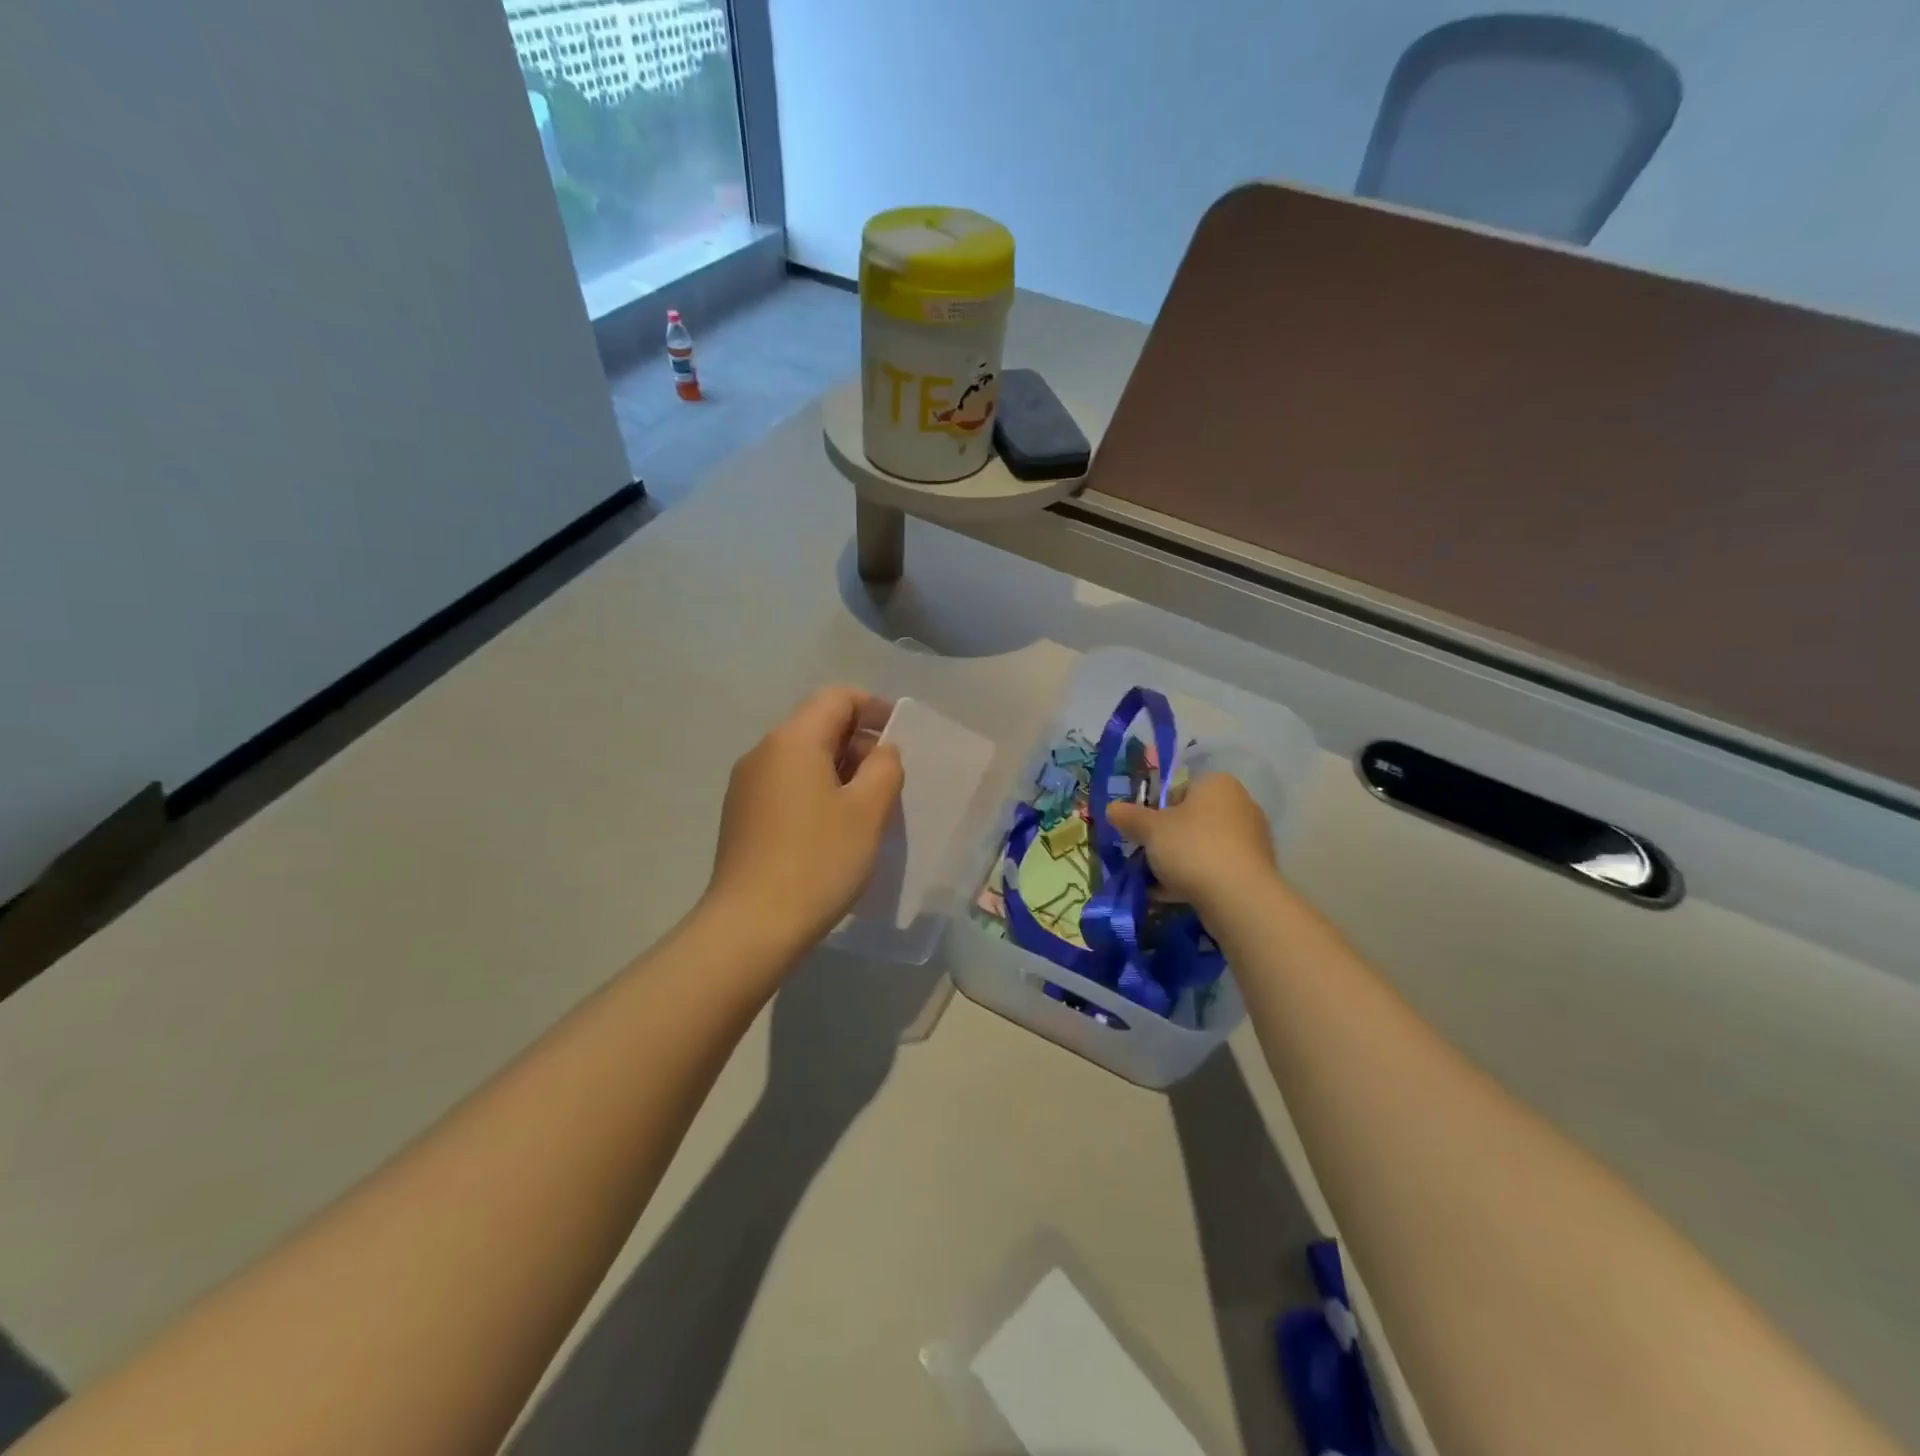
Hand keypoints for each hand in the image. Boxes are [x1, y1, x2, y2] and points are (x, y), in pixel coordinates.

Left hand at [704, 686, 903, 953]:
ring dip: (839, 770)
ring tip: (866, 808)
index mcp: (793, 739)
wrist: (751, 926)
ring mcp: (746, 785)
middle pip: (817, 725)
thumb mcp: (868, 810)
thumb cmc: (818, 860)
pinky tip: (833, 829)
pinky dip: (816, 791)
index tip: (900, 737)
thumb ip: (885, 767)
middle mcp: (763, 752)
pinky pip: (786, 785)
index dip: (873, 707)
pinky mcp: (740, 815)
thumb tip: (880, 751)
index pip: (837, 697)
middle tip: (889, 780)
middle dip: (858, 742)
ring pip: (802, 758)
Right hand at [1107, 772, 1277, 911]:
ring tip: (1155, 880)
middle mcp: (1240, 804)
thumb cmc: (1192, 848)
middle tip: (1146, 854)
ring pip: (1203, 845)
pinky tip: (1173, 895)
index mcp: (1217, 784)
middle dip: (1167, 836)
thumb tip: (1111, 808)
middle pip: (1192, 817)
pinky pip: (1216, 868)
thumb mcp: (1150, 829)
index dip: (1156, 807)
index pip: (1180, 786)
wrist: (1239, 898)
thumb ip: (1129, 816)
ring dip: (1179, 860)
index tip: (1142, 828)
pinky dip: (1196, 878)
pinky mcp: (1254, 869)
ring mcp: (1251, 838)